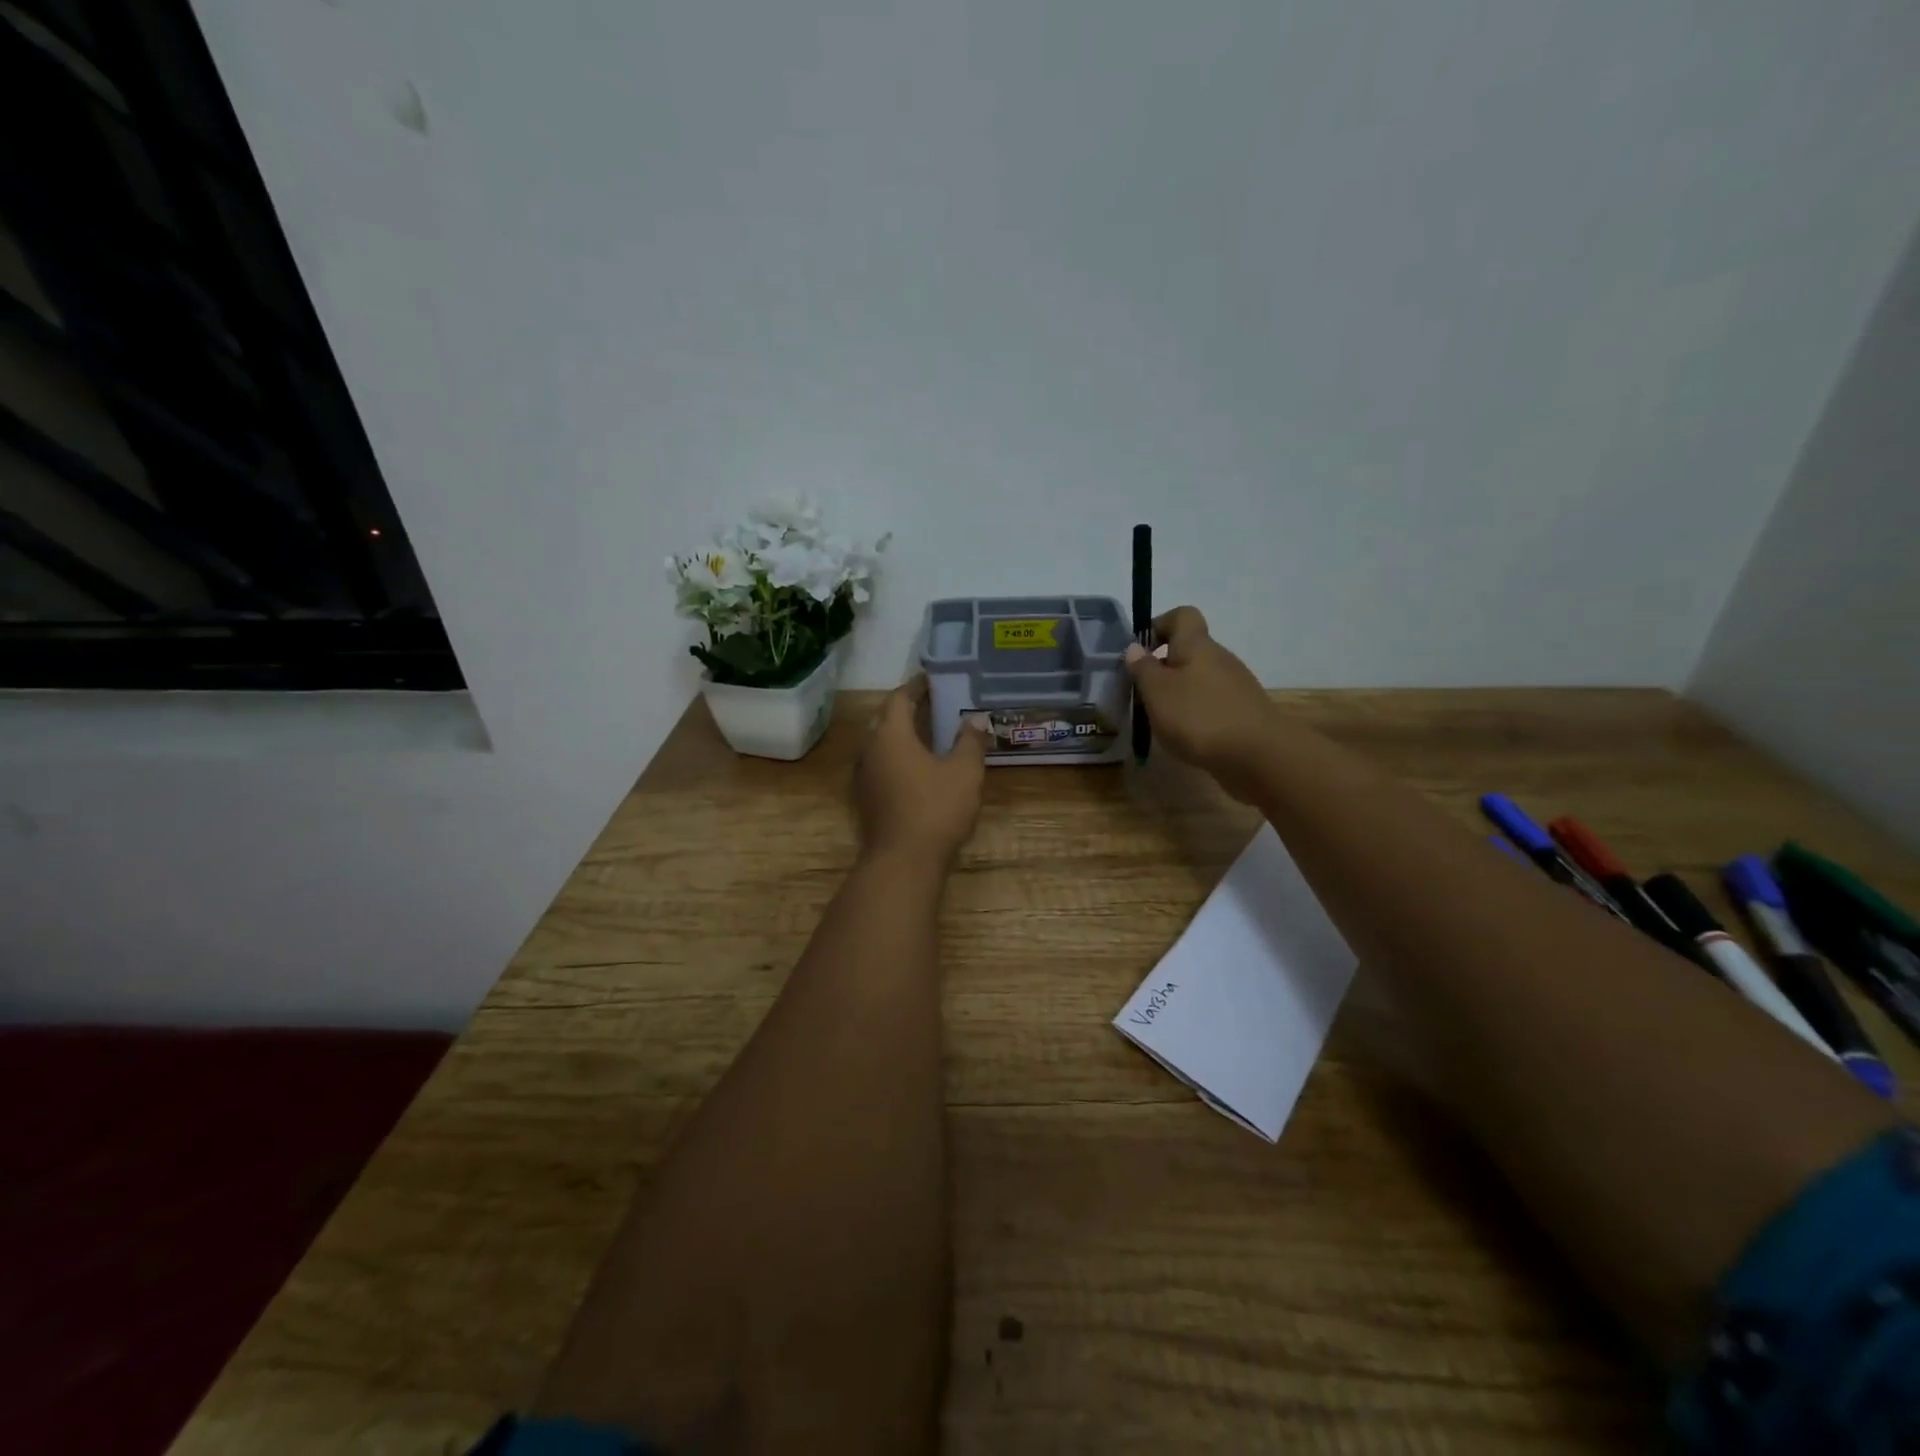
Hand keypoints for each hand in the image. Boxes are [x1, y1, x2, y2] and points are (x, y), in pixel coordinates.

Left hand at [856, 677, 988, 863]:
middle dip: (908, 709)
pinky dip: (899, 757)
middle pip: (886, 719)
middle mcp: (870, 750)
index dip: (916, 687)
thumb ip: (970, 742)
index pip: (898, 698)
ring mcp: (864, 777)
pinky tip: (919, 767)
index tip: (933, 680)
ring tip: (930, 733)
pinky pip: (882, 765)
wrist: (903, 861)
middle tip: (934, 704)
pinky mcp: (867, 799)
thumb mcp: (964, 772)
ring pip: (882, 744)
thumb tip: (975, 719)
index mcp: (890, 735)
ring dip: (903, 735)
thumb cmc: (935, 809)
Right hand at [1125, 606, 1278, 801]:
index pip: (1182, 615)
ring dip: (1179, 694)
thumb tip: (1134, 648)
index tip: (1141, 651)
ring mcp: (1235, 686)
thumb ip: (1143, 668)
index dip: (1159, 625)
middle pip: (1189, 651)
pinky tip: (1186, 737)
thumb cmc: (1199, 716)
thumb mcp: (1157, 692)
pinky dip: (1196, 714)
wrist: (1258, 756)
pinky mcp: (1243, 712)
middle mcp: (1220, 658)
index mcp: (1197, 645)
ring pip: (1199, 679)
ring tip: (1161, 720)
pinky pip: (1212, 703)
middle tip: (1142, 693)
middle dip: (1164, 668)